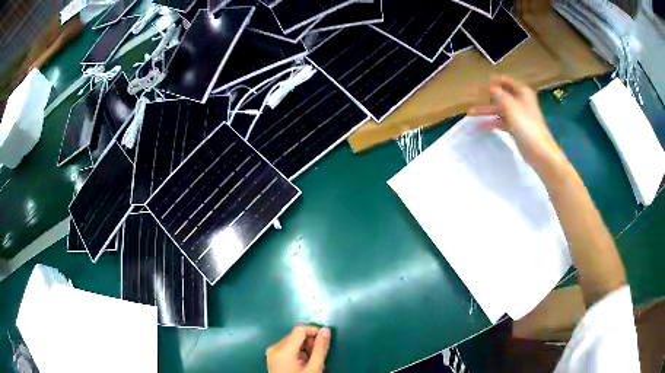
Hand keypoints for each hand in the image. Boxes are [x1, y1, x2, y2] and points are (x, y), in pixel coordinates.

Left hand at [266, 326, 330, 372]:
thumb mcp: (314, 368)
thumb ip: (320, 348)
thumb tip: (326, 330)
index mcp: (283, 350)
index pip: (300, 329)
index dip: (314, 331)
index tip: (326, 339)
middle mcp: (274, 348)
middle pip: (295, 335)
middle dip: (310, 341)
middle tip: (320, 354)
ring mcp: (271, 353)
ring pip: (291, 341)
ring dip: (304, 347)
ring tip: (313, 360)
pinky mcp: (271, 357)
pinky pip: (286, 348)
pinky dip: (297, 352)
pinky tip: (303, 363)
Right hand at [468, 76, 566, 171]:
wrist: (539, 151)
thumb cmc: (527, 125)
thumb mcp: (511, 106)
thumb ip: (499, 94)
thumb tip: (490, 86)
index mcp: (522, 92)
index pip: (505, 81)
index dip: (492, 81)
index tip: (478, 83)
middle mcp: (519, 101)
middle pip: (500, 95)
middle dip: (486, 97)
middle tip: (471, 97)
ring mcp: (517, 115)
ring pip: (498, 109)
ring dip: (485, 110)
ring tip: (470, 113)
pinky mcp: (515, 128)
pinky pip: (500, 121)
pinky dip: (491, 122)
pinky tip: (479, 126)